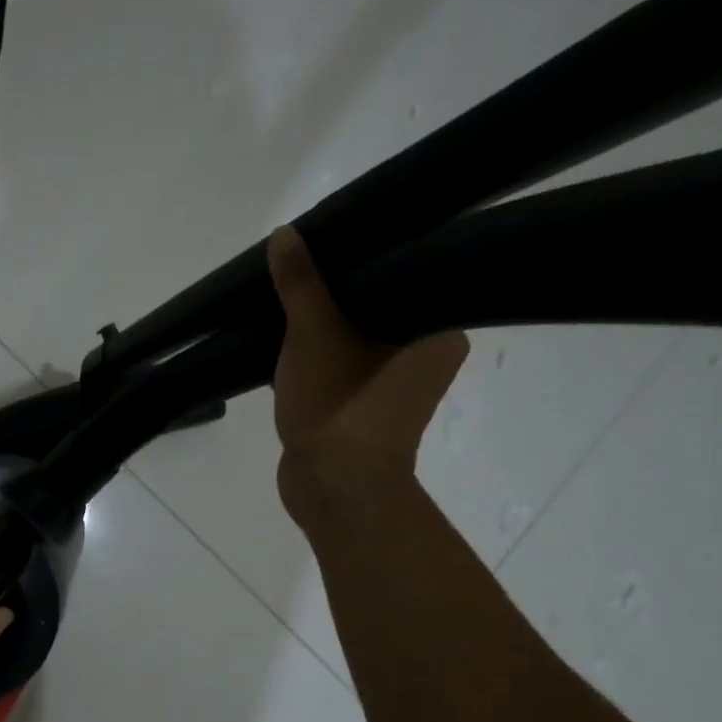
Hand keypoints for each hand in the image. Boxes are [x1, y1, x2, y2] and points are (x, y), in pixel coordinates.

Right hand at [268, 225, 468, 535]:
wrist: (332, 488)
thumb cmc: (338, 405)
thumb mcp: (313, 334)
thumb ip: (300, 283)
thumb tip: (286, 234)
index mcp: (438, 332)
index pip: (408, 275)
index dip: (368, 254)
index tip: (333, 238)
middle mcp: (426, 355)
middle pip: (376, 304)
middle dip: (336, 289)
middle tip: (303, 261)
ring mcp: (392, 386)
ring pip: (354, 337)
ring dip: (321, 324)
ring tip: (287, 292)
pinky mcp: (362, 407)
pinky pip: (339, 366)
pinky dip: (315, 355)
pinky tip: (283, 338)